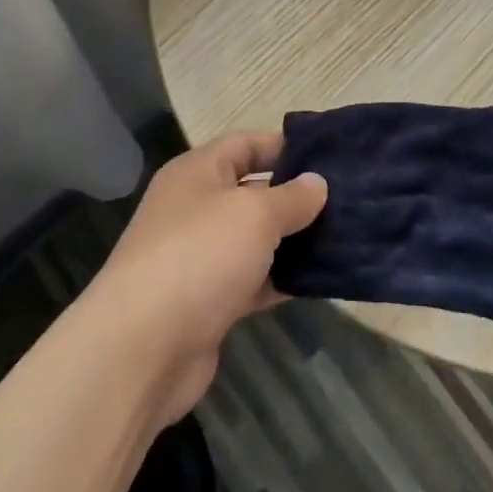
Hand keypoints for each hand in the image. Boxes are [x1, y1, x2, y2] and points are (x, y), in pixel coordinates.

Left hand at [85, 132, 325, 424]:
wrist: (142, 348)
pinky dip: (282, 278)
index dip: (285, 146)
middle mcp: (195, 208)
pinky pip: (254, 279)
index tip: (331, 157)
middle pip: (253, 192)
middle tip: (349, 199)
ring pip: (257, 239)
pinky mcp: (209, 301)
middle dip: (297, 196)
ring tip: (346, 237)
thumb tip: (317, 183)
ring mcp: (201, 257)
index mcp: (197, 173)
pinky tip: (320, 280)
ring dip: (294, 240)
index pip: (245, 144)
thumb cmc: (200, 256)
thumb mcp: (254, 213)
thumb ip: (291, 197)